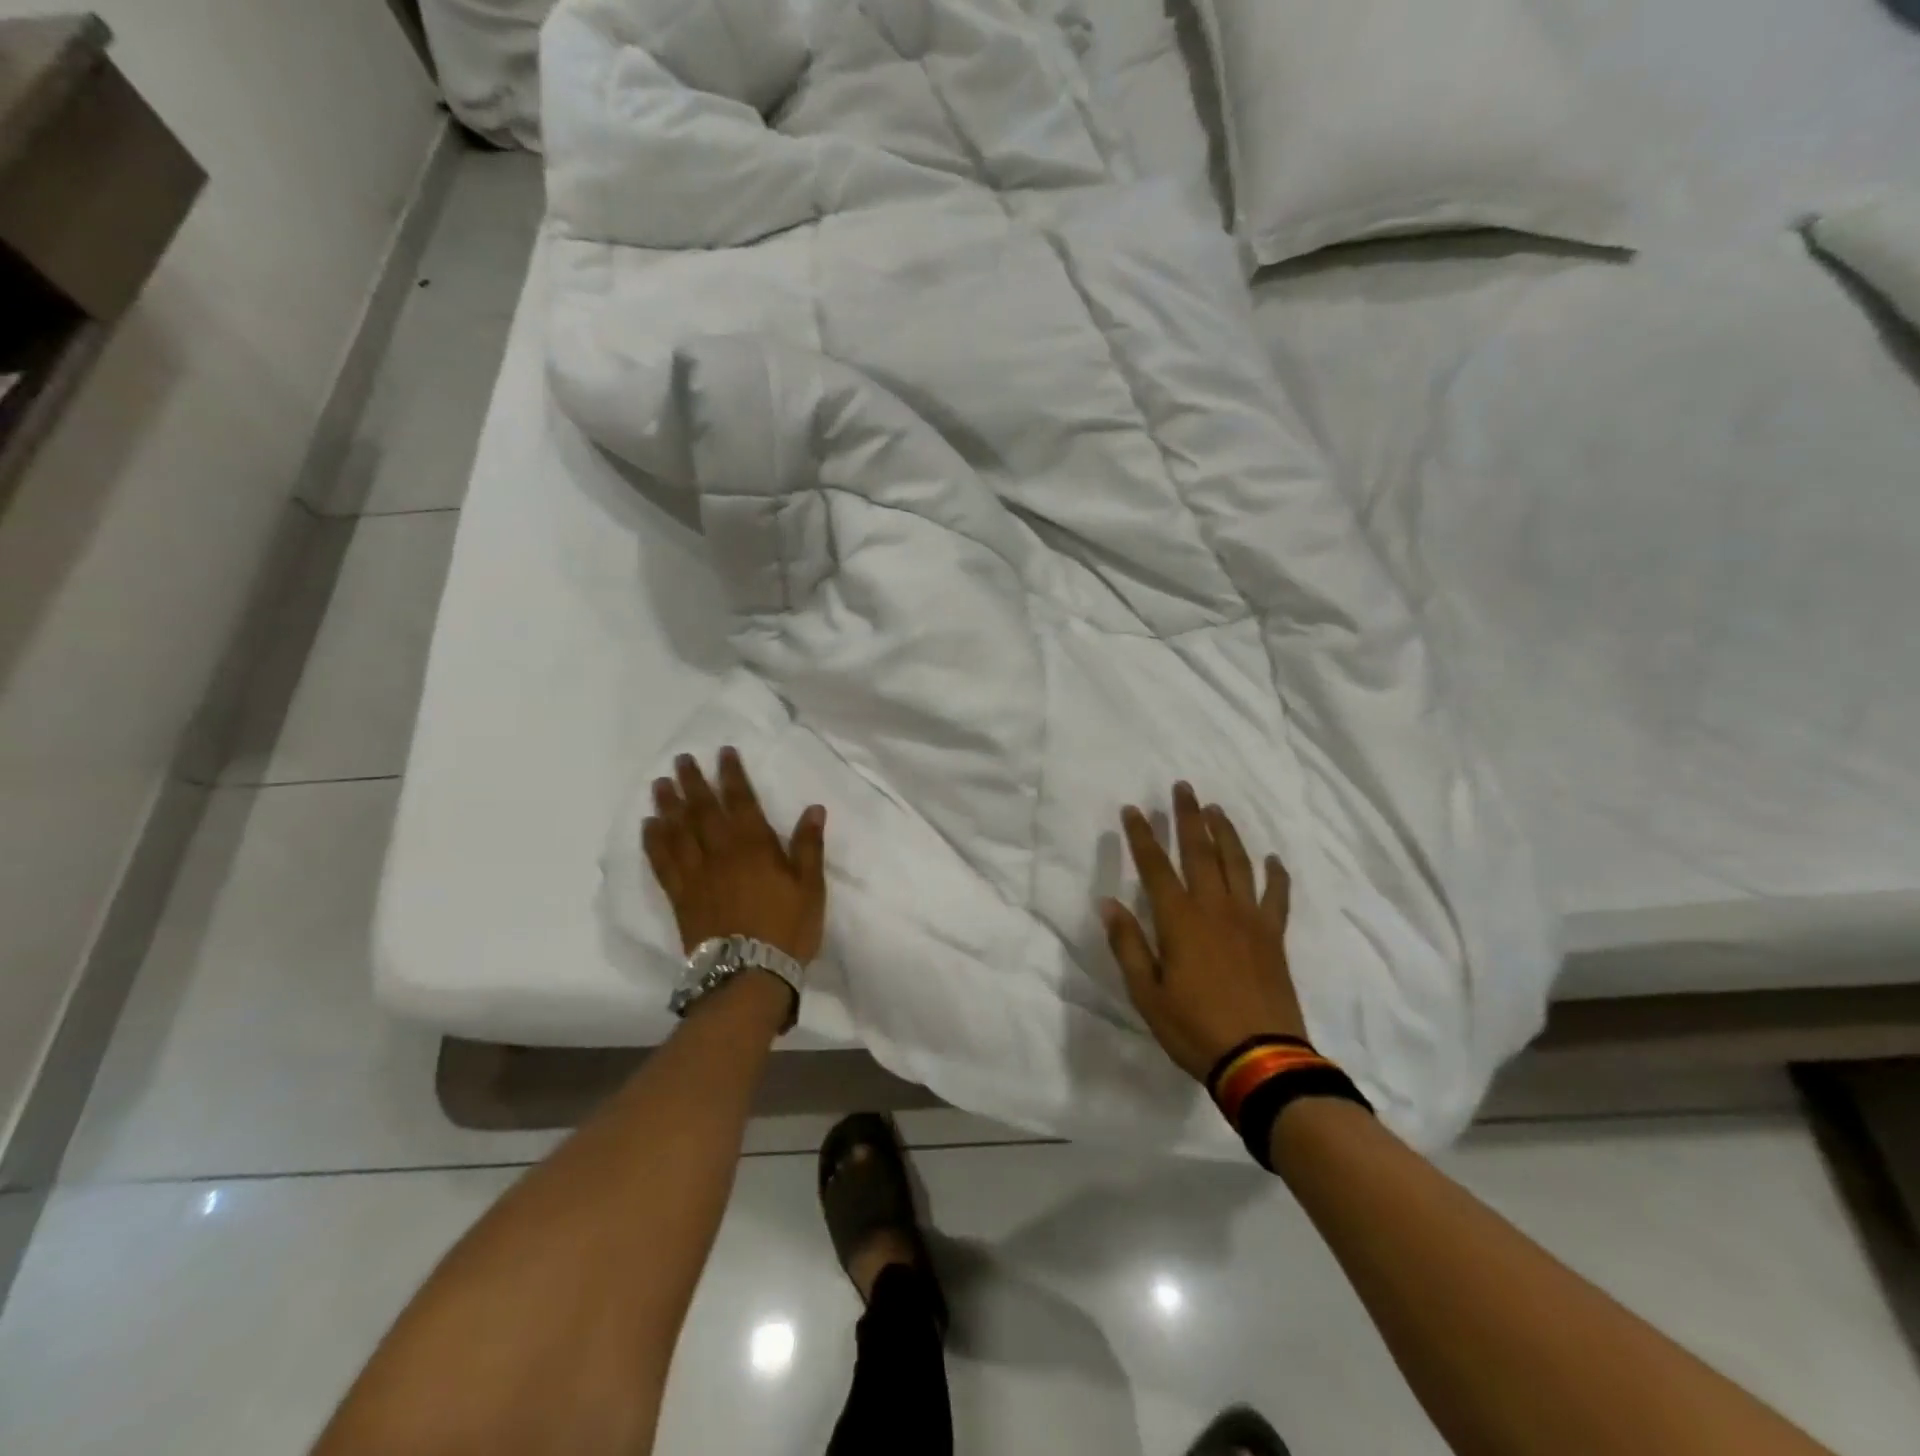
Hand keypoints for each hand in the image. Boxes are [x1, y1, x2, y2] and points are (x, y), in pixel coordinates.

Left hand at [642, 749, 827, 963]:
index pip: (740, 801)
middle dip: (692, 782)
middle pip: (702, 810)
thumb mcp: (810, 887)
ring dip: (668, 805)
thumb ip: (808, 846)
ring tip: (659, 784)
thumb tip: (814, 808)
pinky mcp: (680, 897)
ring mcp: (696, 875)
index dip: (732, 775)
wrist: (748, 975)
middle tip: (681, 760)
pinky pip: (662, 863)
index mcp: (754, 846)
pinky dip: (653, 842)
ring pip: (677, 831)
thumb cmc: (787, 929)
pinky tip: (648, 828)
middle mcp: (720, 852)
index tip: (723, 752)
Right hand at [1101, 783, 1307, 1082]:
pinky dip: (1275, 874)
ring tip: (1216, 809)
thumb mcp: (1146, 993)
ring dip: (1226, 833)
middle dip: (1188, 817)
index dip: (1142, 836)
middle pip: (1200, 851)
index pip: (1155, 866)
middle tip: (1183, 787)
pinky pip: (1276, 896)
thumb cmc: (1194, 1027)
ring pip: (1238, 863)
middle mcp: (1214, 908)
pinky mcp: (1274, 937)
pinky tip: (1272, 859)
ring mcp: (1249, 919)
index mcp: (1179, 920)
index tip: (1133, 809)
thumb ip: (1127, 944)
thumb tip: (1107, 904)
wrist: (1261, 1059)